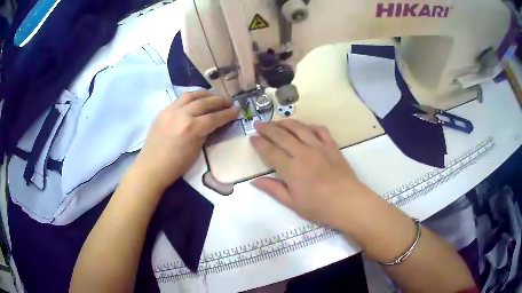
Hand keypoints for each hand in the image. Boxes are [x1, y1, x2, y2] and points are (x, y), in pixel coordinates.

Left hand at [134, 91, 237, 190]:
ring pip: (191, 95)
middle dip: (219, 101)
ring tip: (214, 96)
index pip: (214, 117)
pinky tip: (196, 100)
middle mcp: (181, 115)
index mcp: (191, 129)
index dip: (227, 114)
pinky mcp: (163, 111)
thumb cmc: (176, 166)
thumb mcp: (196, 151)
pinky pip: (180, 99)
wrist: (151, 168)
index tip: (236, 111)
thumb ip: (205, 133)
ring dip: (205, 94)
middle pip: (204, 102)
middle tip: (228, 102)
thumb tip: (214, 123)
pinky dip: (192, 97)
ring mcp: (170, 110)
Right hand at [250, 120, 372, 227]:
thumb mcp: (292, 203)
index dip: (259, 143)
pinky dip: (310, 126)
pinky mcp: (332, 146)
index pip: (270, 151)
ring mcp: (319, 147)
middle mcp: (303, 152)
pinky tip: (306, 127)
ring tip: (277, 121)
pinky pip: (320, 130)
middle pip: (282, 135)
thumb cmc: (319, 207)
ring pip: (299, 128)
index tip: (252, 137)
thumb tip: (255, 181)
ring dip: (286, 122)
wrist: (348, 202)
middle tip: (258, 123)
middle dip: (268, 128)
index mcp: (291, 168)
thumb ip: (273, 189)